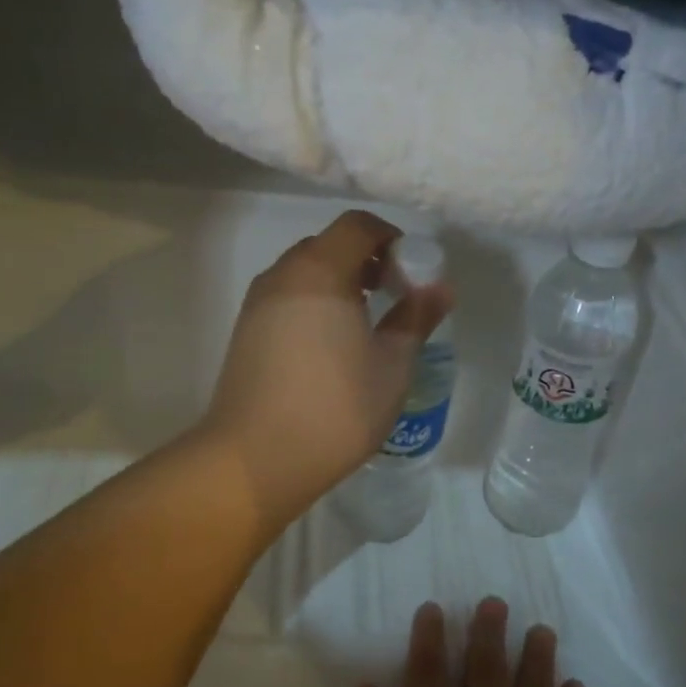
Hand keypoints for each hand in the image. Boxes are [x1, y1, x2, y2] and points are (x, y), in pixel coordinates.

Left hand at [202, 210, 450, 529]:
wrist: (256, 460)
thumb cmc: (335, 408)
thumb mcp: (392, 365)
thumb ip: (416, 317)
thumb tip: (440, 287)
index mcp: (320, 272)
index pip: (357, 225)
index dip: (390, 238)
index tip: (411, 273)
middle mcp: (282, 276)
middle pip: (328, 245)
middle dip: (365, 260)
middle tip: (393, 296)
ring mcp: (257, 304)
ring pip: (304, 273)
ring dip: (338, 283)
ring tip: (364, 324)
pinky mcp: (245, 332)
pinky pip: (286, 299)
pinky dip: (313, 304)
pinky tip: (330, 347)